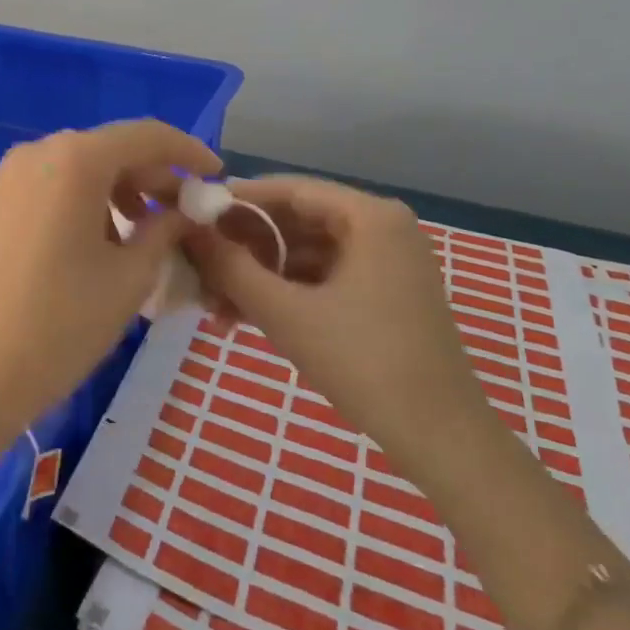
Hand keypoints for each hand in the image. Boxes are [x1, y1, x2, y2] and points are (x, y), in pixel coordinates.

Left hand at [0, 120, 221, 435]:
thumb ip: (165, 230)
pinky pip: (50, 184)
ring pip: (78, 166)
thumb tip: (184, 210)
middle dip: (151, 174)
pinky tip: (97, 238)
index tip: (215, 175)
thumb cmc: (63, 323)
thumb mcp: (130, 276)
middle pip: (109, 148)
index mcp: (75, 160)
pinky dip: (83, 199)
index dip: (187, 151)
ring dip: (117, 188)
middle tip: (181, 212)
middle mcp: (38, 152)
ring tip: (141, 231)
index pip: (145, 136)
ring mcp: (8, 175)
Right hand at [184, 176, 489, 465]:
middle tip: (199, 269)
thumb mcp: (285, 313)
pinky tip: (245, 318)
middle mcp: (382, 228)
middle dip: (244, 248)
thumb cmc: (363, 363)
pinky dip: (286, 293)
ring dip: (260, 276)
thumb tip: (188, 231)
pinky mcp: (385, 293)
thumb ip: (231, 268)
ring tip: (214, 307)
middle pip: (296, 221)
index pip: (289, 190)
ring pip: (306, 253)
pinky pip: (323, 277)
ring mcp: (387, 262)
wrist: (442, 439)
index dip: (236, 202)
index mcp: (370, 217)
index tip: (193, 218)